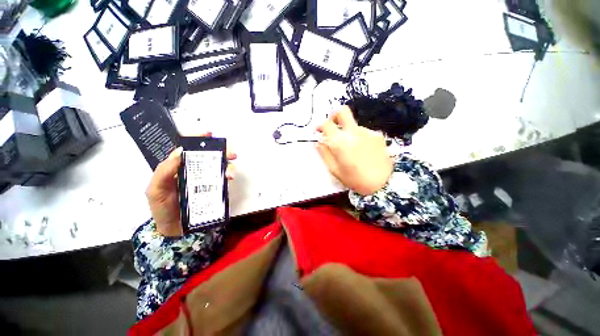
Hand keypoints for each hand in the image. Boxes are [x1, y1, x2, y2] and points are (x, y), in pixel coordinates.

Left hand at [146, 133, 236, 236]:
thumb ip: (164, 171)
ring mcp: (203, 179)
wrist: (172, 228)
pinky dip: (227, 175)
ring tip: (231, 169)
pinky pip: (221, 178)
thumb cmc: (161, 208)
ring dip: (227, 164)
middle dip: (220, 151)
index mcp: (176, 167)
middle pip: (207, 155)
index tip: (209, 134)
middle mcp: (192, 170)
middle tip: (231, 153)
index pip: (187, 148)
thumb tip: (181, 153)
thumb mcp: (155, 189)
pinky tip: (229, 177)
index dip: (197, 138)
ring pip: (217, 166)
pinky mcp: (211, 188)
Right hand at [316, 106, 393, 195]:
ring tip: (350, 148)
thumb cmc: (355, 179)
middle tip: (332, 127)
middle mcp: (353, 132)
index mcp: (340, 142)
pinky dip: (358, 137)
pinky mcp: (377, 135)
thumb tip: (318, 142)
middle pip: (342, 111)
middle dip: (334, 115)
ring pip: (352, 124)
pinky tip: (362, 150)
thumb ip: (324, 154)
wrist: (383, 183)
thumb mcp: (334, 170)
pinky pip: (363, 132)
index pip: (326, 124)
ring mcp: (367, 132)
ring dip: (347, 132)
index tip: (318, 132)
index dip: (319, 125)